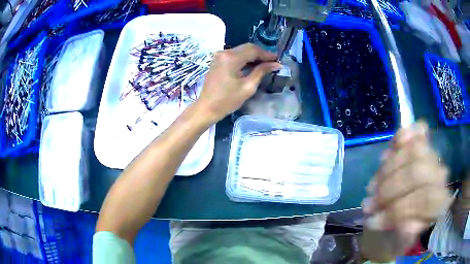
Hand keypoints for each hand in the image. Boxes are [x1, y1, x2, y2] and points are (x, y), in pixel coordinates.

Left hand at [196, 43, 280, 121]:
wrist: (207, 107)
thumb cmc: (228, 100)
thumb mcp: (248, 87)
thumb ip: (261, 71)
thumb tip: (276, 64)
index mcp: (231, 58)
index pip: (253, 50)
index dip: (267, 54)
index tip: (277, 59)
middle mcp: (224, 52)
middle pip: (247, 47)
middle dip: (260, 54)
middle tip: (272, 62)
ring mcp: (219, 55)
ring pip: (241, 50)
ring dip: (253, 56)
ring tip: (265, 64)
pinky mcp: (217, 60)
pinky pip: (234, 54)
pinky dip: (244, 58)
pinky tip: (252, 65)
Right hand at [363, 121, 450, 248]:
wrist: (406, 217)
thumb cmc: (404, 233)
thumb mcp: (402, 243)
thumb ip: (406, 236)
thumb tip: (406, 224)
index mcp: (440, 204)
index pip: (423, 200)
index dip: (396, 210)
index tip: (372, 222)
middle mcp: (441, 177)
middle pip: (417, 172)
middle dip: (389, 189)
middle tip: (368, 205)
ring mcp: (433, 157)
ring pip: (414, 150)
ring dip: (387, 170)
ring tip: (371, 188)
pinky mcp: (424, 144)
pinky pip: (418, 131)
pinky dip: (403, 137)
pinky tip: (388, 151)